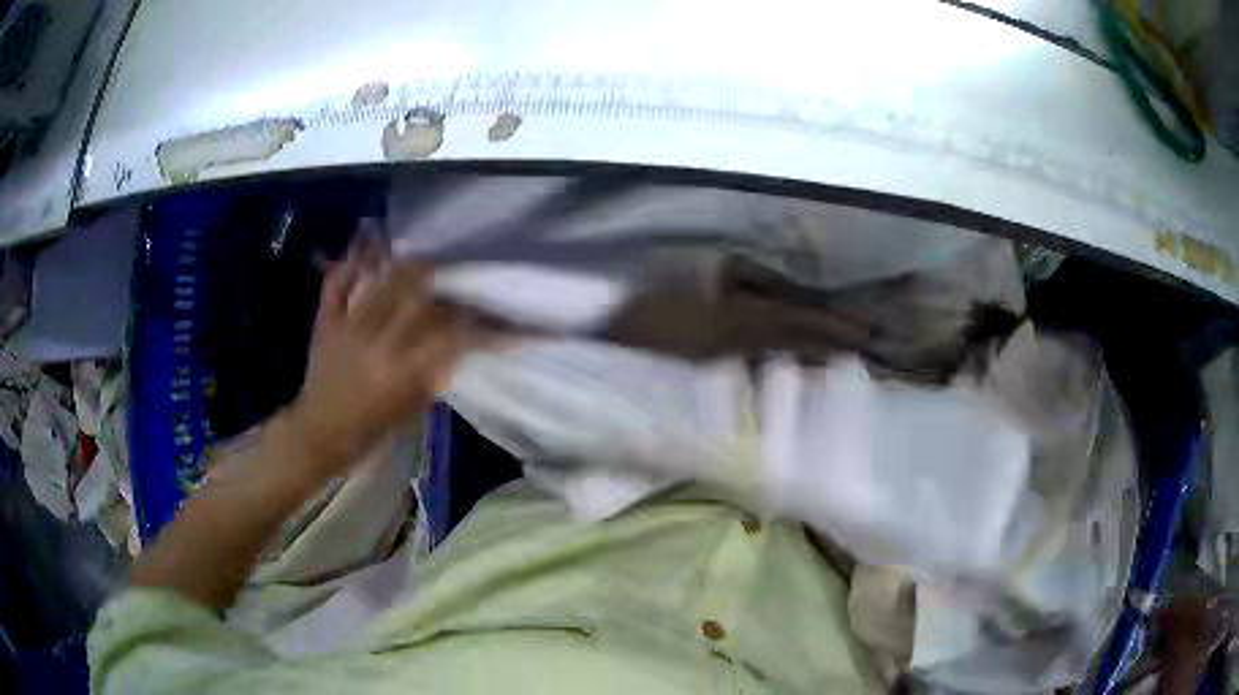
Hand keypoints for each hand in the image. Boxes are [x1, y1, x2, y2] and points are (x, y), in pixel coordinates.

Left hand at [282, 239, 469, 484]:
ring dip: (406, 266)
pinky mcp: (326, 323)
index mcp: (402, 372)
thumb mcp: (410, 410)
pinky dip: (348, 265)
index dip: (481, 324)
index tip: (505, 320)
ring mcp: (348, 328)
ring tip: (424, 256)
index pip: (450, 335)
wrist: (318, 434)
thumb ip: (431, 374)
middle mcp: (378, 343)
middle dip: (442, 280)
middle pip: (416, 296)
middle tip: (457, 273)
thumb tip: (455, 346)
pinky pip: (335, 286)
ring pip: (381, 284)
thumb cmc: (369, 431)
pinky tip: (363, 245)